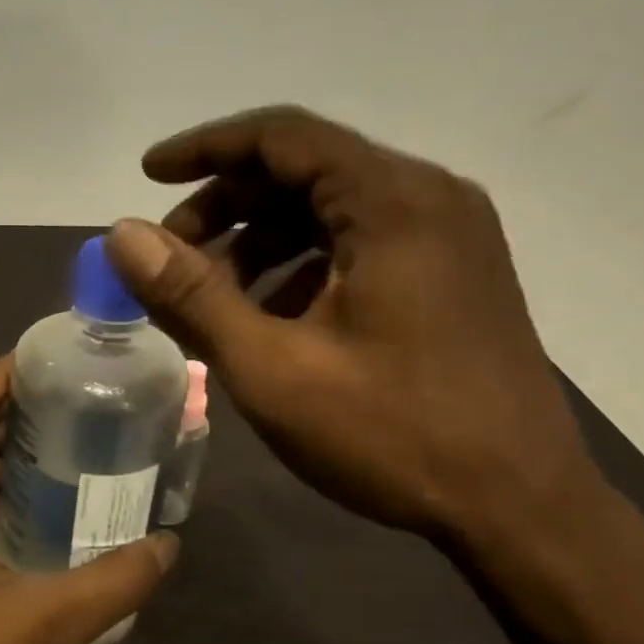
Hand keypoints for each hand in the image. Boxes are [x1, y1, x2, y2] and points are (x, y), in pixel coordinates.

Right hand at [105, 106, 600, 542]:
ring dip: (261, 239)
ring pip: (330, 208)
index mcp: (392, 202)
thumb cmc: (393, 434)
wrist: (521, 508)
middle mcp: (427, 198)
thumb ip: (192, 295)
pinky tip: (272, 317)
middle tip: (172, 256)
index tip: (148, 174)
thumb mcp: (272, 368)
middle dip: (227, 205)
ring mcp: (449, 235)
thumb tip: (122, 234)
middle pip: (304, 170)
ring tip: (214, 296)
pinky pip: (360, 242)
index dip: (205, 149)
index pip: (281, 136)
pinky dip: (303, 264)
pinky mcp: (453, 272)